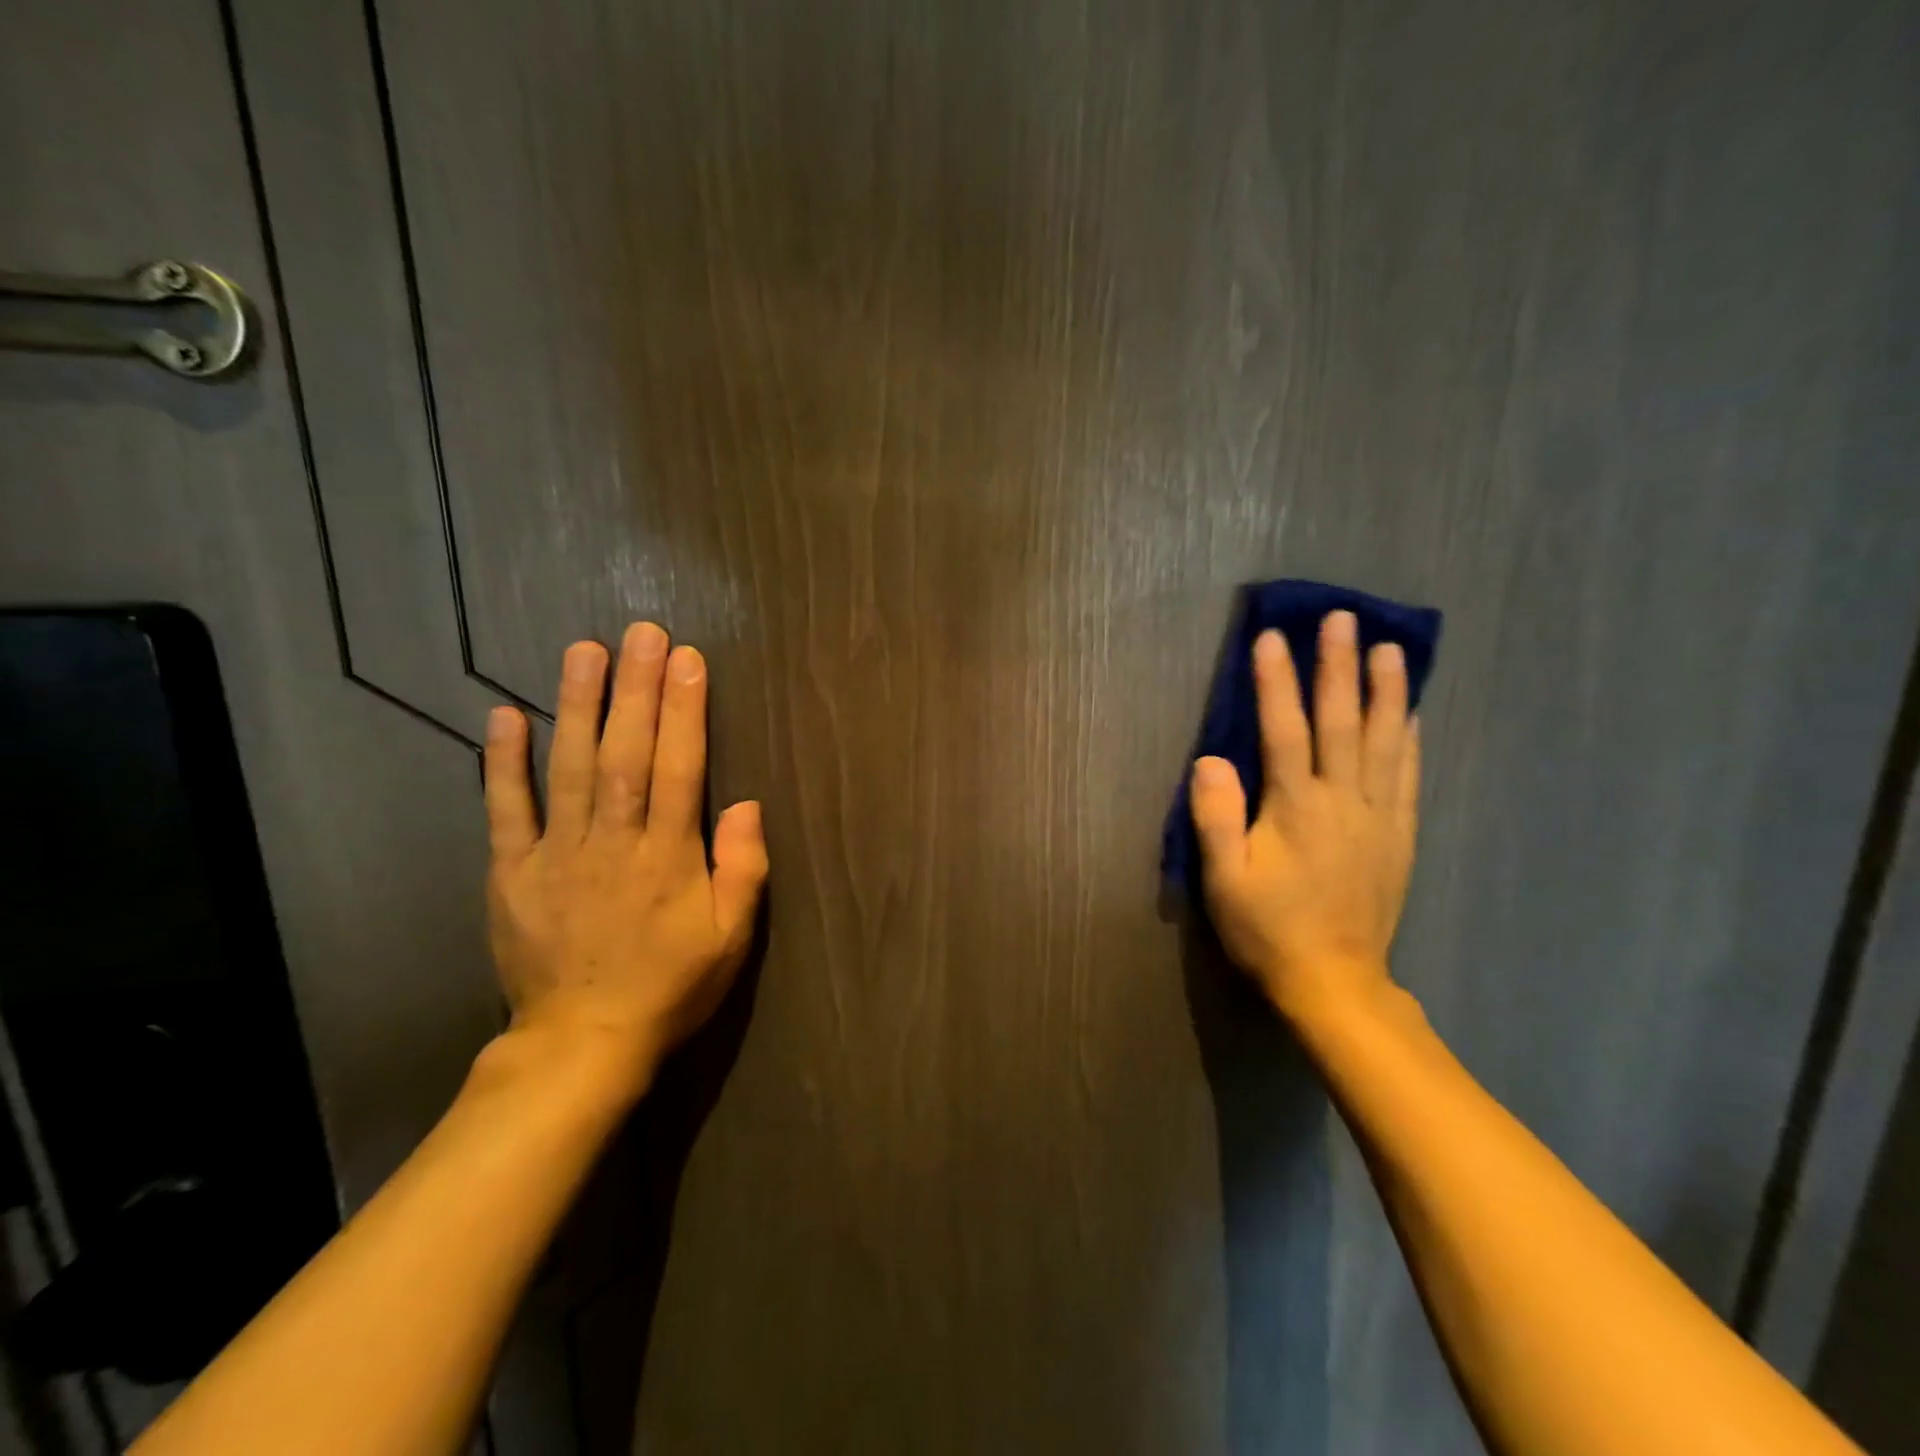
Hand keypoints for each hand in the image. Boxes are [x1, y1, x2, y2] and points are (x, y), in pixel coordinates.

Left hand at [482, 623, 768, 1087]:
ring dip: (578, 705)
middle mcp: (614, 841)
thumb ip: (743, 868)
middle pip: (627, 753)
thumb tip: (745, 803)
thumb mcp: (732, 937)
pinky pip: (506, 811)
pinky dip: (503, 762)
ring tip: (584, 651)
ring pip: (569, 768)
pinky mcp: (512, 872)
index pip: (680, 767)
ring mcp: (557, 854)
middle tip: (640, 632)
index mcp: (668, 855)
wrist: (583, 1042)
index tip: (686, 659)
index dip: (685, 711)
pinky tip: (505, 715)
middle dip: (636, 689)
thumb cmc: (671, 985)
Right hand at [1189, 610, 1417, 1024]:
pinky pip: (1408, 777)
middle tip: (1342, 619)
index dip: (1275, 682)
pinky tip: (1412, 713)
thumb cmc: (1268, 929)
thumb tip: (1210, 760)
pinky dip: (1410, 740)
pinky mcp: (1398, 836)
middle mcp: (1342, 801)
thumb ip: (1216, 819)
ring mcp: (1377, 817)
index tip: (1271, 637)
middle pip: (1340, 723)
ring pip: (1384, 741)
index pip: (1283, 731)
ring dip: (1385, 691)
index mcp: (1295, 809)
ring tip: (1390, 648)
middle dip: (1337, 667)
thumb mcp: (1224, 881)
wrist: (1335, 981)